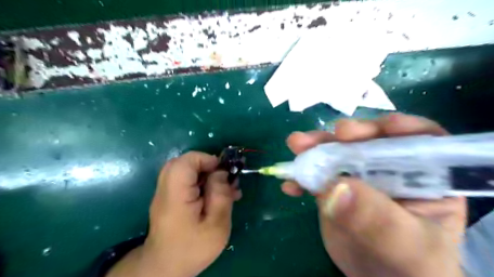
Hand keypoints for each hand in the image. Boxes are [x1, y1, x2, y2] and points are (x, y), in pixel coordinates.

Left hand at [107, 151, 242, 276]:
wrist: (166, 267)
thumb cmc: (193, 249)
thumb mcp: (216, 225)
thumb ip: (220, 195)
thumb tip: (221, 172)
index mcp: (175, 196)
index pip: (185, 162)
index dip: (206, 159)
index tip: (223, 172)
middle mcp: (166, 189)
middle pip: (183, 162)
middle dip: (207, 165)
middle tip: (223, 179)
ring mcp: (165, 192)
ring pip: (184, 170)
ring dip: (205, 174)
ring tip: (223, 188)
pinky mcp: (170, 197)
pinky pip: (185, 180)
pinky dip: (201, 181)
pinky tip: (215, 194)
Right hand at [281, 113, 467, 276]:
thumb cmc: (408, 265)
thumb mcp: (403, 245)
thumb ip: (376, 217)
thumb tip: (337, 187)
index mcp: (423, 176)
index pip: (419, 140)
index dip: (398, 128)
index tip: (373, 129)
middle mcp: (389, 169)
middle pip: (369, 141)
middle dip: (345, 135)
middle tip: (326, 135)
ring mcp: (358, 177)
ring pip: (337, 153)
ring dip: (315, 148)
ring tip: (296, 145)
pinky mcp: (335, 187)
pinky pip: (317, 175)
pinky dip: (302, 176)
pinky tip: (290, 183)